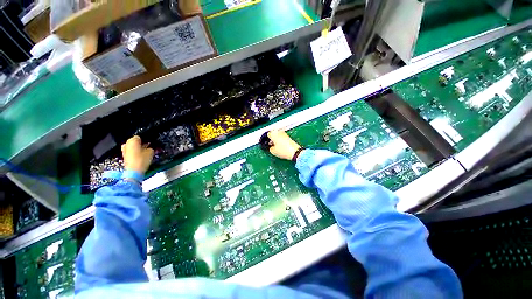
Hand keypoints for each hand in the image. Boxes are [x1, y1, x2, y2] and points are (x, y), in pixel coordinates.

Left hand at [121, 136, 153, 174]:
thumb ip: (150, 147)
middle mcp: (126, 144)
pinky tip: (140, 156)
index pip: (140, 137)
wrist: (133, 171)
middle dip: (141, 144)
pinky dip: (135, 153)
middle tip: (148, 148)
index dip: (146, 140)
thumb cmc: (142, 160)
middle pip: (135, 142)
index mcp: (132, 140)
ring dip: (138, 149)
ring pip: (132, 147)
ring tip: (145, 153)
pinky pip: (131, 152)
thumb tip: (149, 147)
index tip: (150, 143)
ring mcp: (124, 150)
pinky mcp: (124, 156)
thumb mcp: (151, 152)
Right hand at [267, 130, 301, 159]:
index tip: (266, 142)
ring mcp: (284, 134)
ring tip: (275, 146)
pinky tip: (280, 146)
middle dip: (271, 138)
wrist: (294, 152)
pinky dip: (280, 140)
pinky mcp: (288, 137)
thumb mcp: (273, 151)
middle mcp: (279, 132)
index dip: (266, 139)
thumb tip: (271, 147)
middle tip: (270, 144)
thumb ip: (270, 148)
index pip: (267, 134)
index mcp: (273, 134)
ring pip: (278, 135)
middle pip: (273, 133)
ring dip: (276, 139)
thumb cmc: (284, 150)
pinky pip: (282, 137)